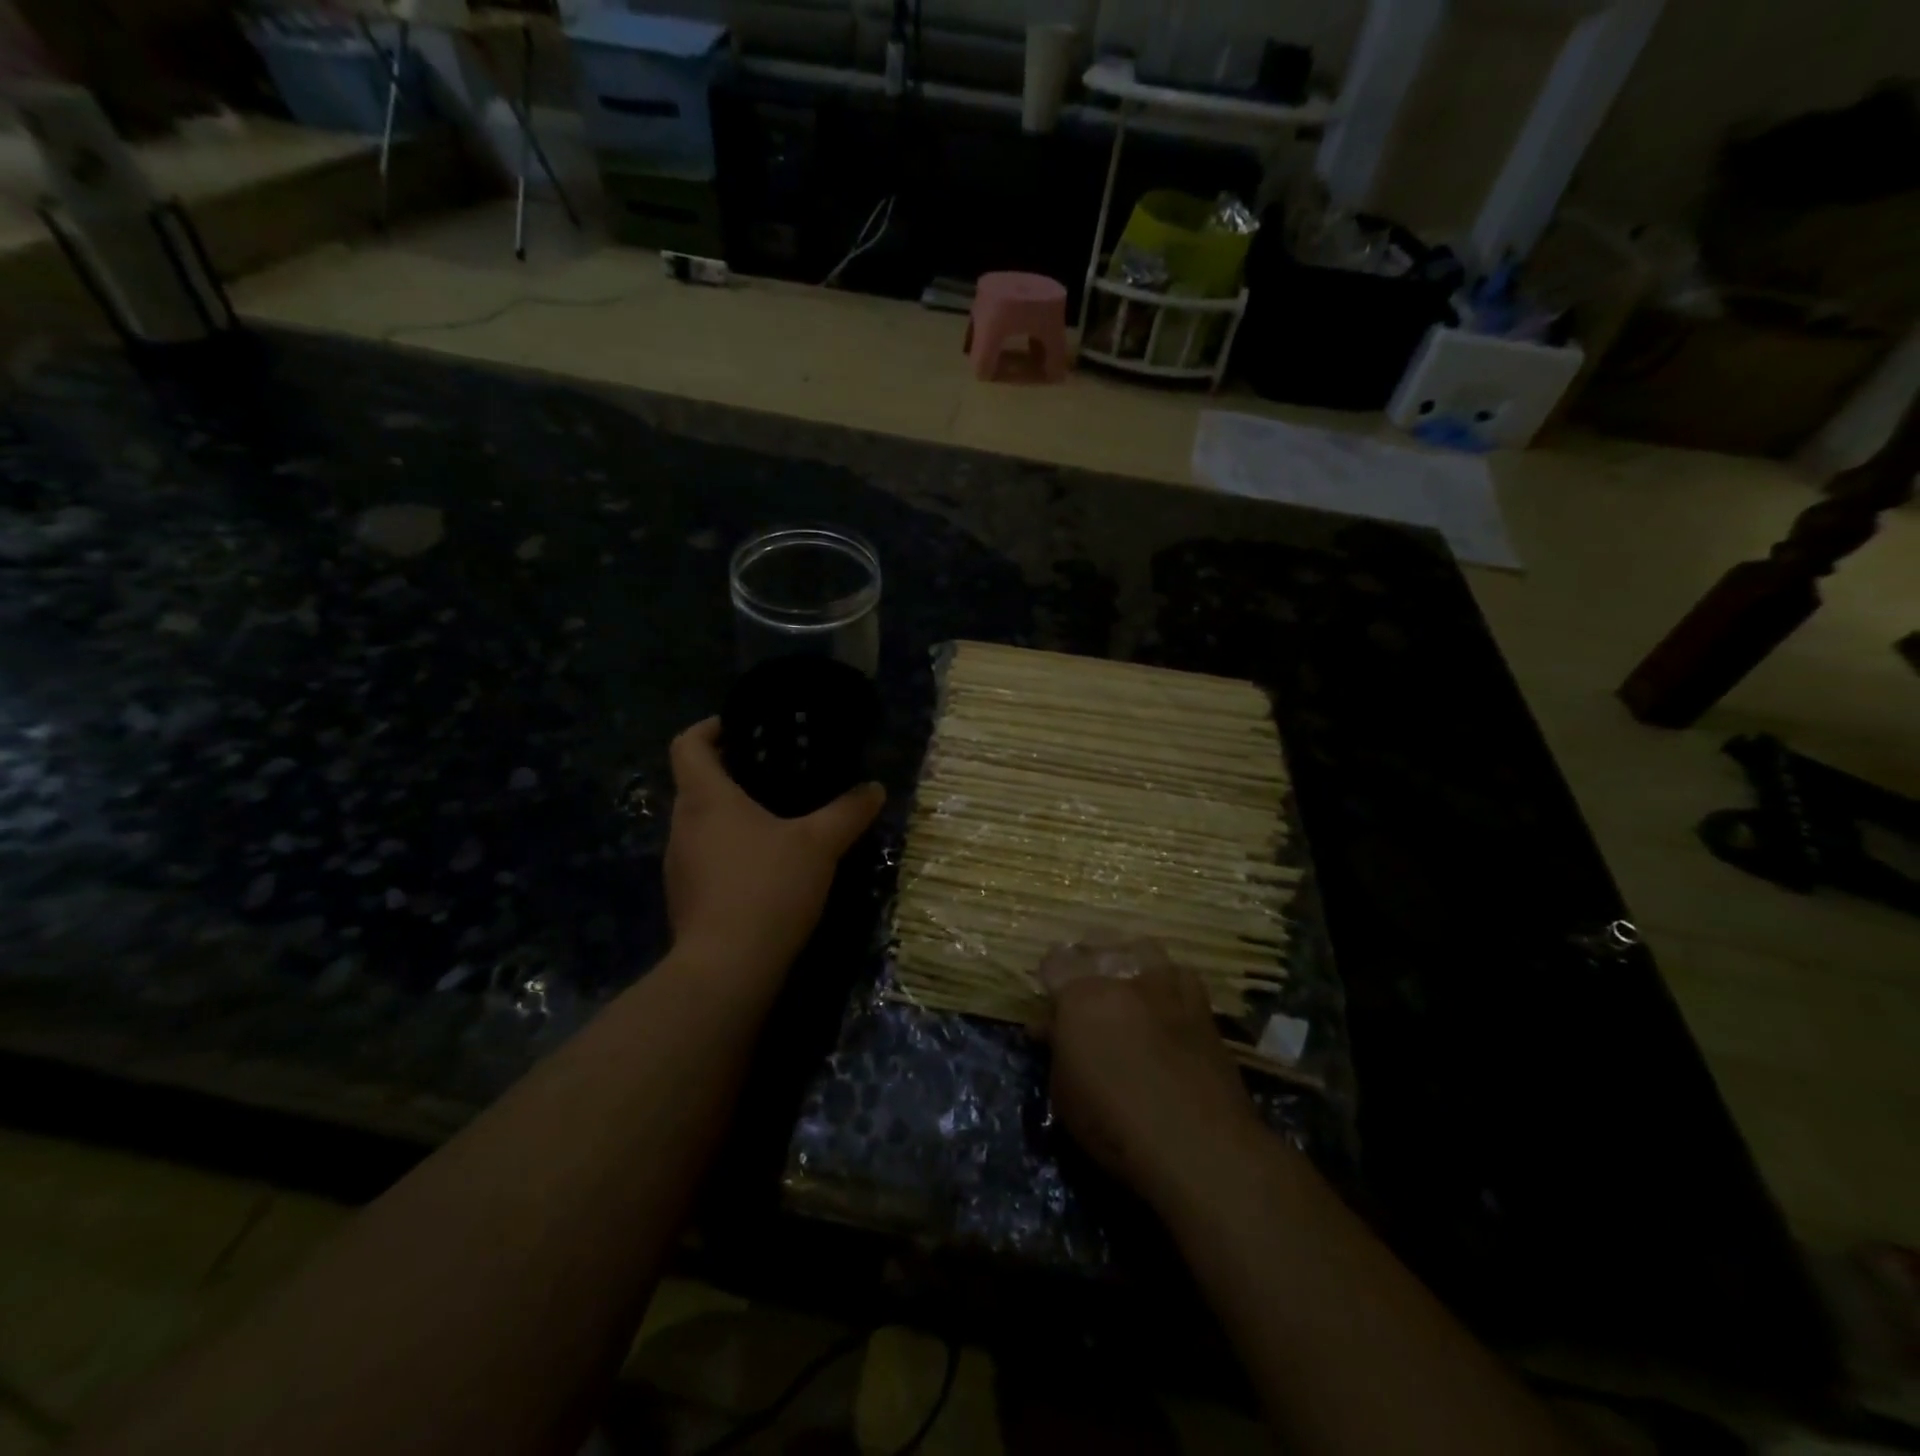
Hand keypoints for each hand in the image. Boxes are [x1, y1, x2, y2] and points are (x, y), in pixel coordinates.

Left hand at [665, 717, 884, 976]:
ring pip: (701, 823)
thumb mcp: (820, 844)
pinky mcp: (685, 898)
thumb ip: (848, 812)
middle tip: (776, 773)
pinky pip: (706, 858)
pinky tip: (766, 867)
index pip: (687, 744)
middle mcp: (682, 825)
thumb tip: (874, 788)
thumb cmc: (768, 887)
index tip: (742, 728)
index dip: (710, 728)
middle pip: (695, 783)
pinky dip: (730, 851)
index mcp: (705, 798)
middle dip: (730, 773)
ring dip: (731, 815)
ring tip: (776, 819)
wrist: (728, 969)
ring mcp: (678, 865)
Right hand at [1038, 936, 1267, 1212]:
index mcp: (1080, 995)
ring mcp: (1166, 987)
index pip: (1055, 960)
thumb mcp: (1065, 1094)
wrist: (1198, 1145)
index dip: (1051, 977)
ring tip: (1127, 988)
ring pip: (1142, 949)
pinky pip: (1181, 976)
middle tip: (1085, 993)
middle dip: (1087, 962)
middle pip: (1098, 946)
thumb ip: (1057, 1049)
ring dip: (1130, 961)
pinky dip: (1169, 984)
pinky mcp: (1201, 1006)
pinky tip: (1167, 1005)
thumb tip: (1051, 1029)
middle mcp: (1122, 978)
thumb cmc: (1116, 1126)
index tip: (1051, 1001)